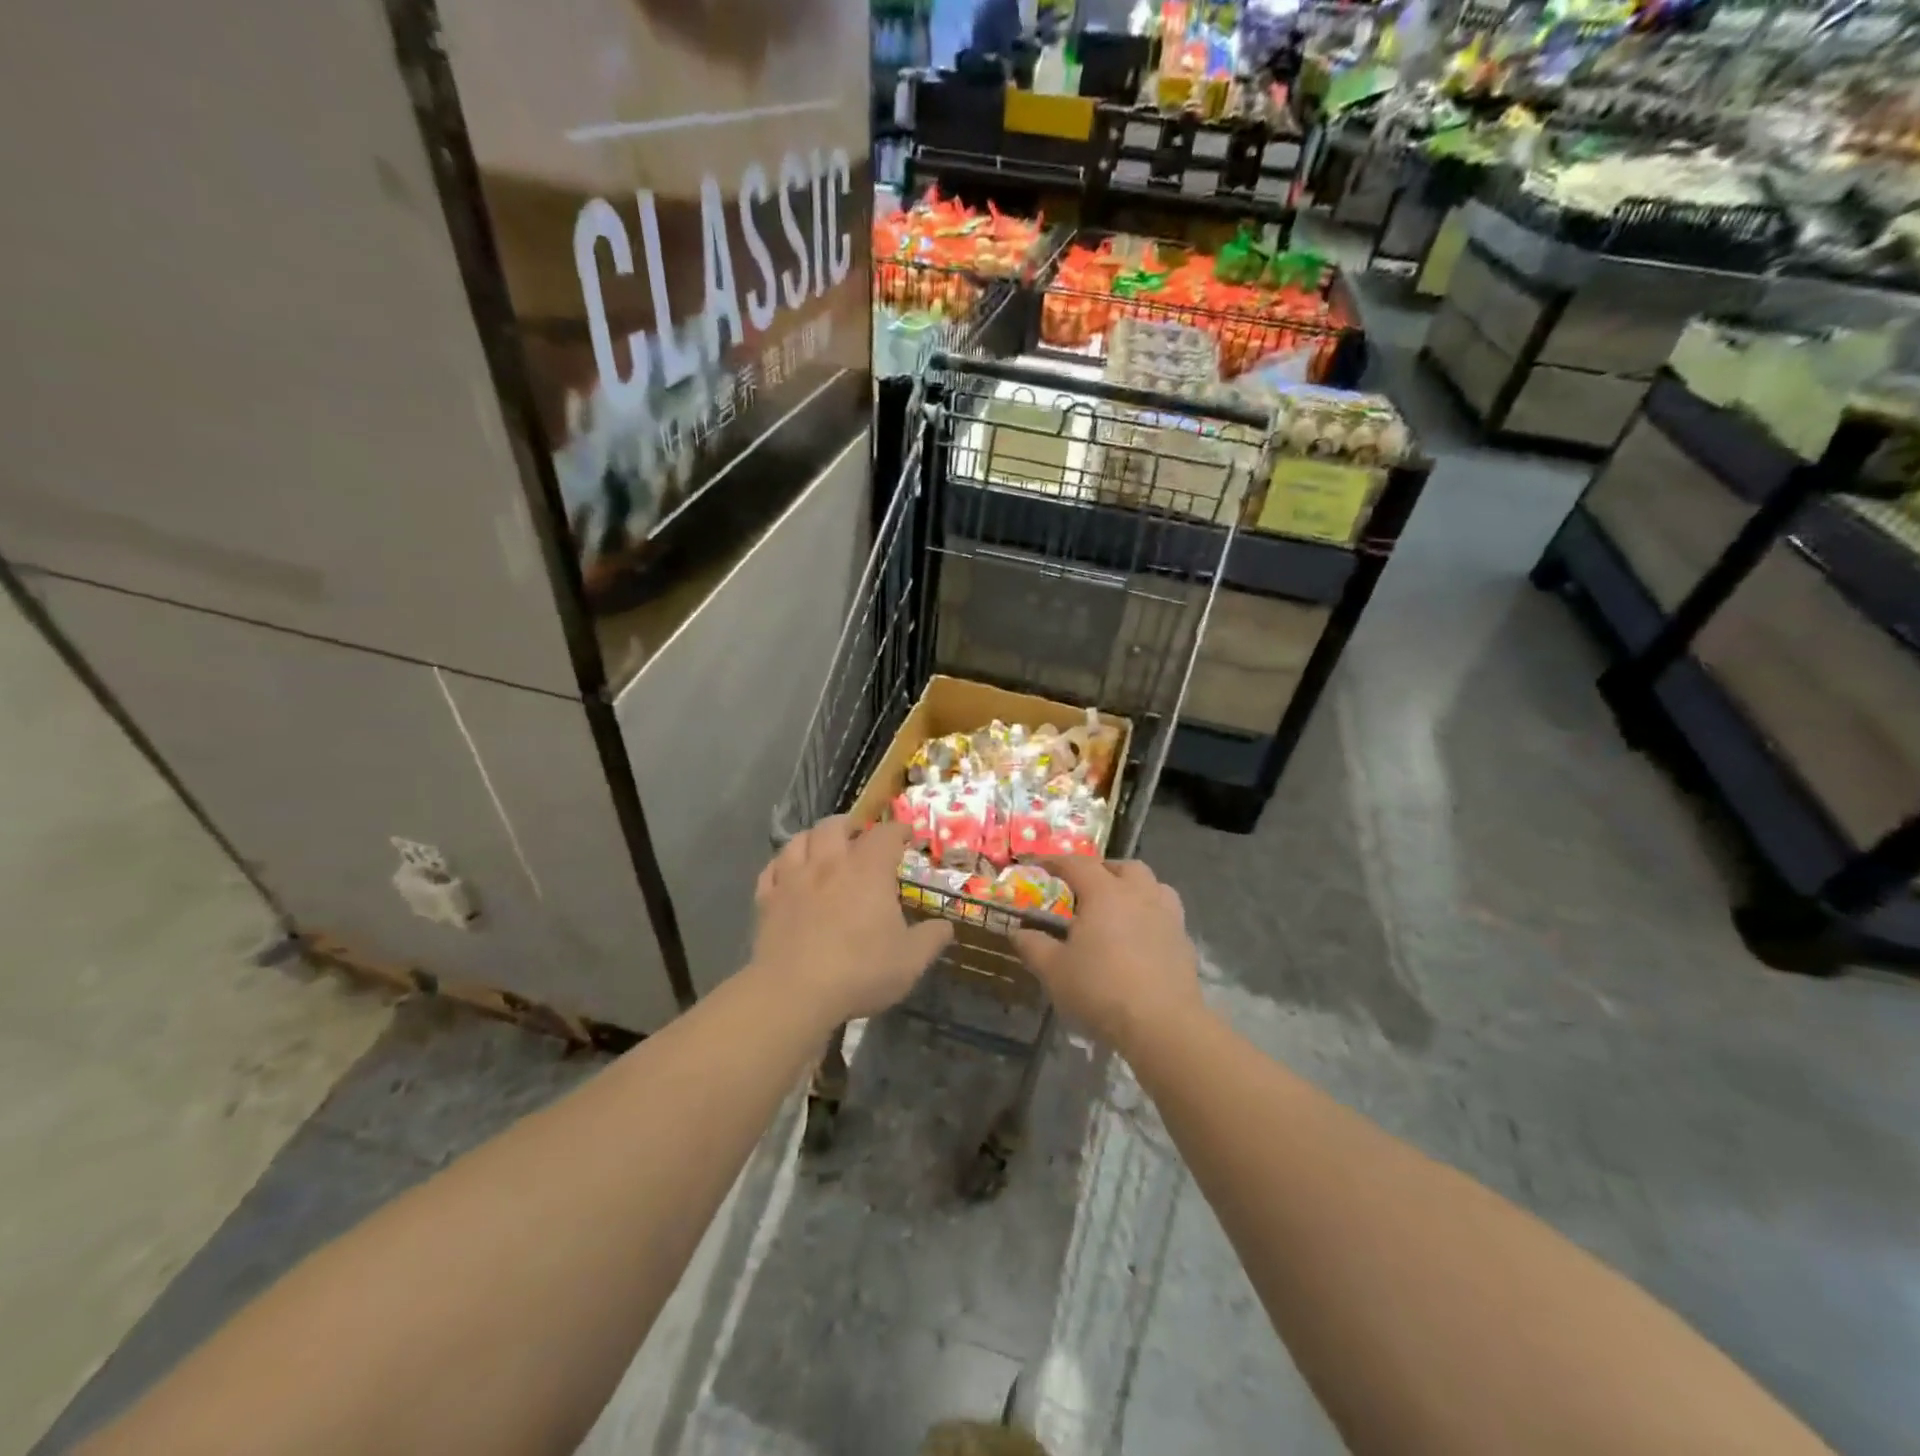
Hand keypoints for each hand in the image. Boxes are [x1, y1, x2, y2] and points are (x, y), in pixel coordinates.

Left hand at [753, 817, 952, 1026]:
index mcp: (868, 870)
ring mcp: (793, 879)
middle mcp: (830, 863)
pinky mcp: (767, 900)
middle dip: (850, 825)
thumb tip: (945, 926)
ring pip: (799, 840)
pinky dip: (782, 864)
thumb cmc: (860, 971)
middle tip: (859, 835)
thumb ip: (931, 939)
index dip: (898, 830)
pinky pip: (771, 869)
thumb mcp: (910, 960)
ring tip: (822, 846)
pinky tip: (787, 872)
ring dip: (813, 837)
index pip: (885, 834)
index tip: (906, 835)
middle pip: (835, 825)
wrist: (795, 992)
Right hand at [1014, 858, 1202, 1051]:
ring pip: (1154, 886)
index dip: (1055, 861)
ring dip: (1135, 888)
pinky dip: (1151, 916)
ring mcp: (1168, 917)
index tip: (1039, 866)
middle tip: (1085, 888)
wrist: (1162, 1025)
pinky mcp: (1184, 942)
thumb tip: (1018, 932)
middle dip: (1102, 870)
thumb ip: (1033, 946)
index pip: (1077, 864)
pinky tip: (1140, 939)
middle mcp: (1140, 895)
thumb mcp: (1054, 971)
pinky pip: (1167, 915)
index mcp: (1105, 893)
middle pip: (1123, 867)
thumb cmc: (1101, 990)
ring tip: (1118, 908)